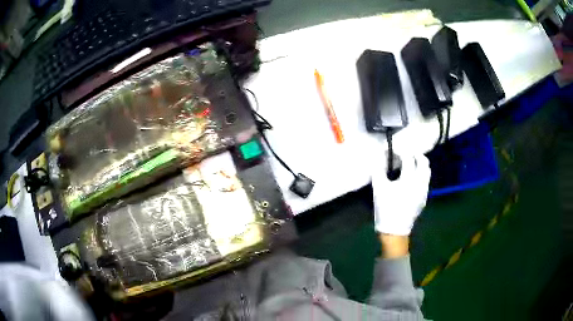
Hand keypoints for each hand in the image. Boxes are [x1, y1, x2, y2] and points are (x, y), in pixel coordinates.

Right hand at [371, 151, 430, 235]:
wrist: (395, 230)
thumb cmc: (386, 209)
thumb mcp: (379, 188)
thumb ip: (379, 169)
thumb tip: (379, 156)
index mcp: (409, 179)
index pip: (408, 157)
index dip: (399, 150)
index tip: (392, 150)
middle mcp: (421, 182)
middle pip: (423, 161)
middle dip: (415, 154)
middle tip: (404, 154)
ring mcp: (424, 190)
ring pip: (427, 170)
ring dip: (419, 163)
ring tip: (409, 164)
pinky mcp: (424, 197)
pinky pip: (425, 180)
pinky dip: (420, 173)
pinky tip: (411, 178)